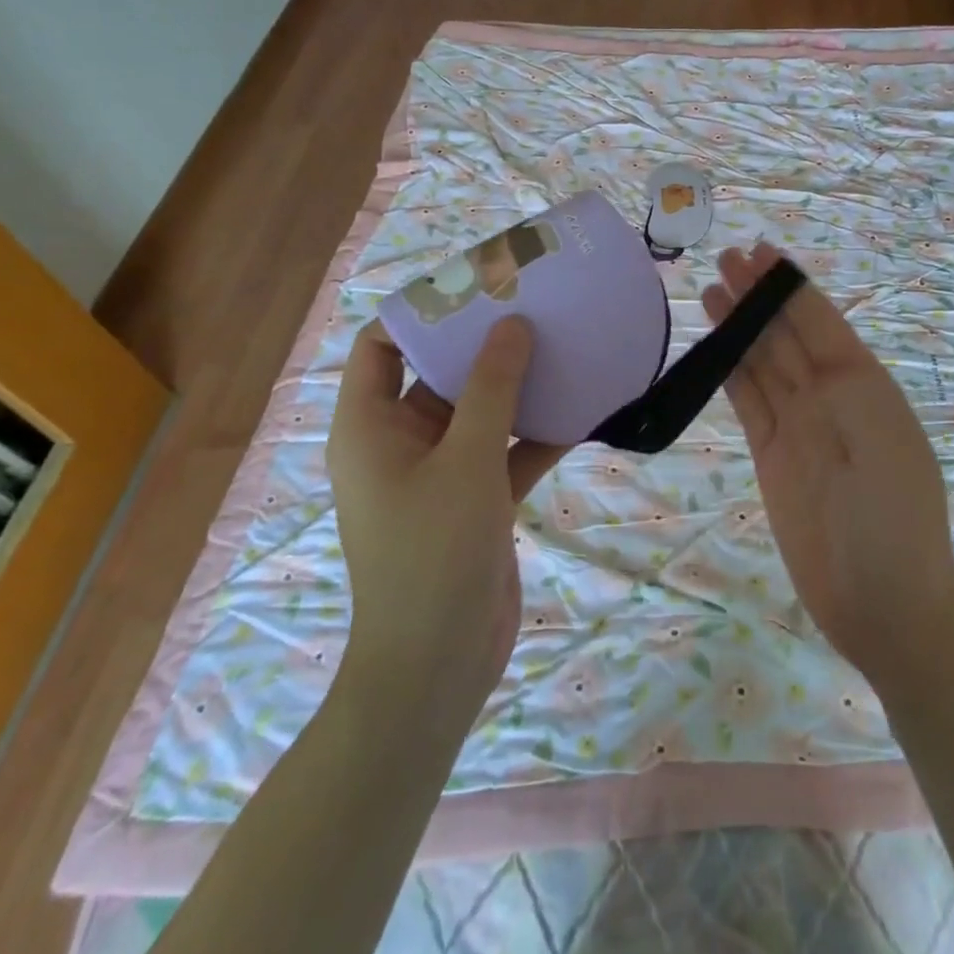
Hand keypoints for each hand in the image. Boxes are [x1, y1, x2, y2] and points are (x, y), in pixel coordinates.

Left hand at [326, 317, 566, 727]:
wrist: (438, 667)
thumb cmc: (433, 554)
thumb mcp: (466, 461)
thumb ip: (491, 390)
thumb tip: (511, 325)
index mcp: (370, 426)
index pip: (381, 346)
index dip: (421, 312)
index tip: (474, 287)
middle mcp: (400, 441)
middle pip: (438, 372)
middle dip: (483, 342)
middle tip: (531, 305)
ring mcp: (441, 472)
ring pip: (479, 411)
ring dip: (517, 385)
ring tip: (563, 344)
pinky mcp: (476, 499)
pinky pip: (507, 450)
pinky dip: (537, 432)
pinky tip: (583, 408)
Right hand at [701, 243, 953, 687]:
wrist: (883, 601)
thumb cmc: (891, 513)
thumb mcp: (873, 431)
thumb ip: (834, 376)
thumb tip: (799, 327)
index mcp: (862, 383)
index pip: (817, 319)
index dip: (788, 284)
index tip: (759, 251)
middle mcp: (829, 396)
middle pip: (785, 334)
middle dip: (758, 295)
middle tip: (724, 257)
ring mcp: (799, 425)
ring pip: (762, 362)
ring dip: (740, 326)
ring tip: (711, 288)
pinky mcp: (772, 455)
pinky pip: (748, 401)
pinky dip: (730, 371)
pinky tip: (715, 346)